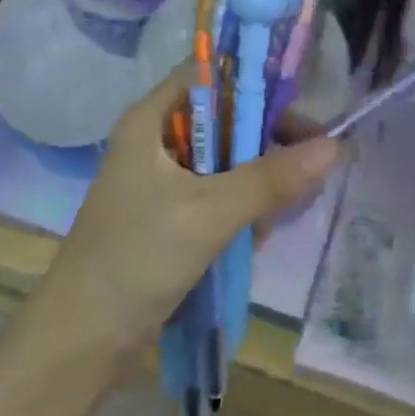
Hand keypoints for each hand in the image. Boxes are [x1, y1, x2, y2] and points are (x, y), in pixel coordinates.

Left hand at [40, 66, 340, 360]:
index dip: (253, 82)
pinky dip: (241, 207)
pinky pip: (217, 193)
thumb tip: (333, 146)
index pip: (209, 74)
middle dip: (265, 141)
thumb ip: (270, 179)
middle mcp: (156, 141)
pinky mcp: (169, 215)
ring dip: (257, 180)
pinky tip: (257, 235)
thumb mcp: (209, 213)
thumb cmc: (136, 259)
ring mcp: (162, 180)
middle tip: (308, 163)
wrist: (81, 341)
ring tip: (281, 212)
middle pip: (224, 118)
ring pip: (226, 159)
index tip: (298, 107)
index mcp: (151, 120)